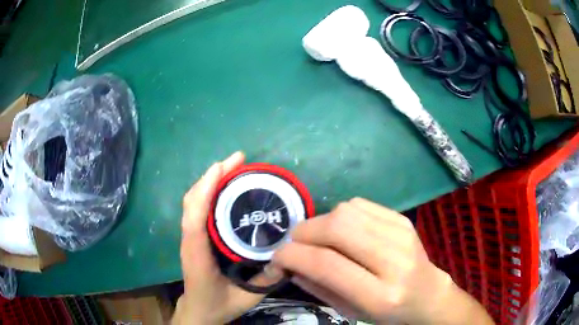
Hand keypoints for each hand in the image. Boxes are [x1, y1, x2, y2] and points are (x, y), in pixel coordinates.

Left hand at [173, 152, 282, 324]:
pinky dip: (209, 191)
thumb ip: (266, 280)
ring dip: (210, 180)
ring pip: (193, 201)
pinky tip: (227, 187)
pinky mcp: (195, 236)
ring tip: (234, 166)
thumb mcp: (246, 298)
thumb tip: (288, 256)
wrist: (199, 311)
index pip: (195, 217)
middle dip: (212, 176)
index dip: (206, 190)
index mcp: (197, 254)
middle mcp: (190, 240)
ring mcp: (190, 236)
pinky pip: (198, 208)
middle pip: (192, 200)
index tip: (224, 167)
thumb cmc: (218, 304)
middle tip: (238, 159)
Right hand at [272, 198, 493, 324]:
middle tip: (294, 244)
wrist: (427, 294)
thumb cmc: (387, 312)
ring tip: (318, 239)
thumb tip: (289, 262)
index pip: (327, 264)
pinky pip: (360, 204)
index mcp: (380, 295)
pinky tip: (342, 231)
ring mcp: (402, 235)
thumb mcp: (350, 312)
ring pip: (347, 211)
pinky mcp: (403, 220)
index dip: (293, 256)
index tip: (277, 258)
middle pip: (337, 228)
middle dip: (304, 232)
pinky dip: (340, 214)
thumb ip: (317, 287)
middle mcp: (394, 261)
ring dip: (320, 222)